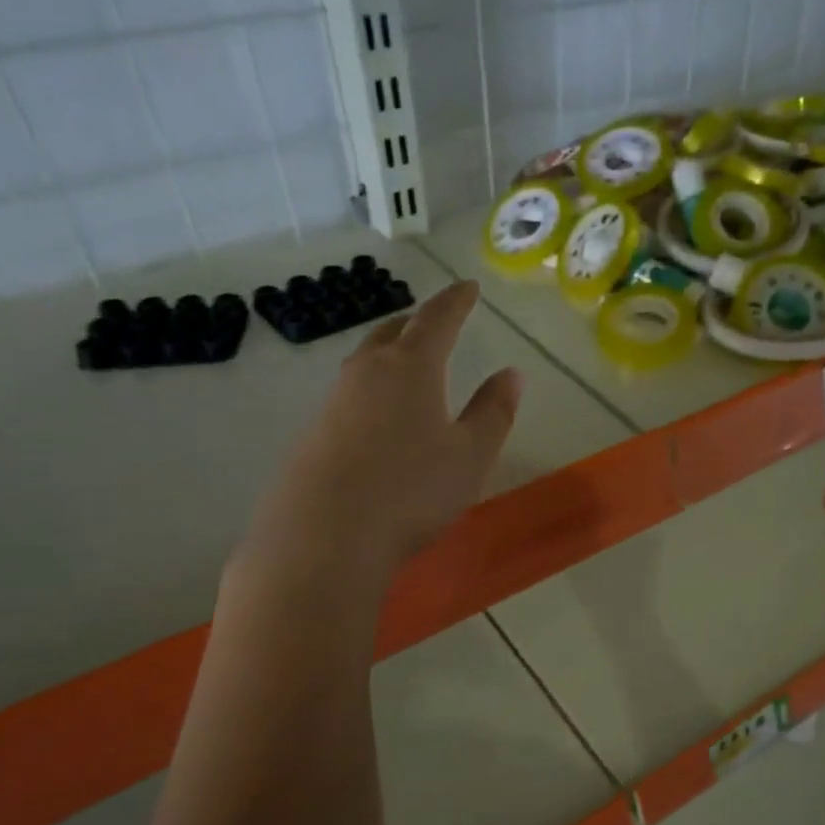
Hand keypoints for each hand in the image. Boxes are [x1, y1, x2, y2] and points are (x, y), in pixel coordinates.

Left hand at [236, 281, 521, 590]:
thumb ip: (493, 412)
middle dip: (416, 322)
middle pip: (391, 333)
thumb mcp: (471, 455)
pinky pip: (349, 398)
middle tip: (433, 321)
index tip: (469, 287)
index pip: (437, 320)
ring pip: (365, 364)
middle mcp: (366, 374)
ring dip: (388, 354)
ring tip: (405, 363)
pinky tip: (376, 420)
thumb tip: (511, 374)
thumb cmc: (412, 490)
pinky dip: (371, 393)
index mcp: (410, 367)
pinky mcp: (314, 437)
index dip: (456, 301)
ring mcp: (333, 404)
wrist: (325, 537)